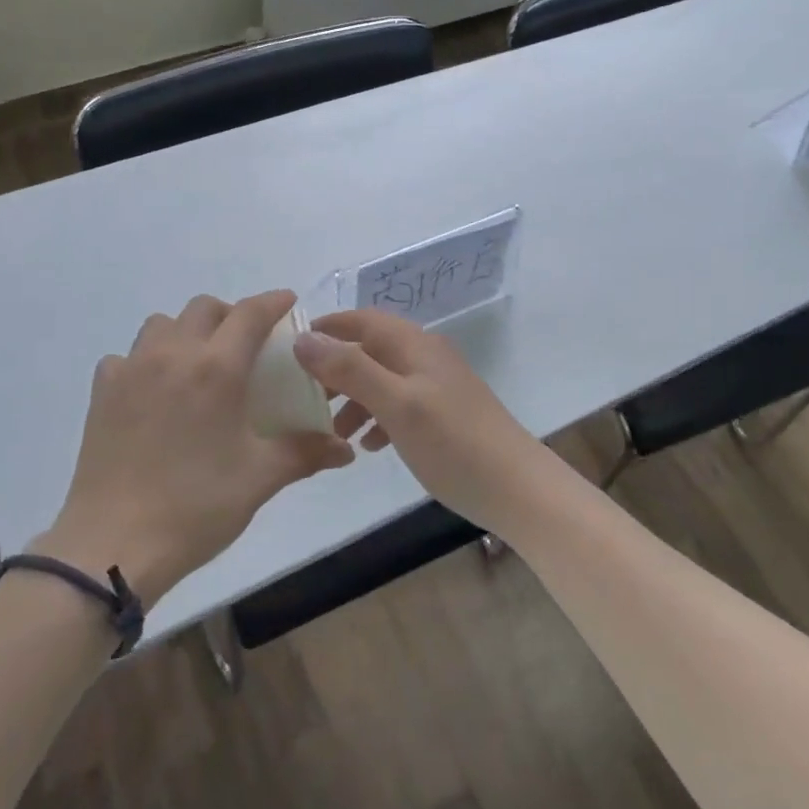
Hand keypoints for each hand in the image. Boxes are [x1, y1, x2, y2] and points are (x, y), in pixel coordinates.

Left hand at [40, 291, 353, 607]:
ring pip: (163, 324)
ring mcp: (132, 369)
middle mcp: (173, 354)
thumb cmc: (196, 507)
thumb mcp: (260, 478)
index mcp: (217, 368)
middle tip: (246, 346)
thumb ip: (306, 452)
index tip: (289, 302)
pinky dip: (146, 361)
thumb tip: (346, 449)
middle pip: (205, 308)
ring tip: (199, 364)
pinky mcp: (102, 392)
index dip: (274, 301)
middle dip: (231, 315)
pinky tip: (154, 392)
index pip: (251, 313)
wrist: (114, 545)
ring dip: (187, 331)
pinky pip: (127, 356)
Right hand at [291, 310, 551, 532]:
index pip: (362, 319)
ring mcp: (437, 386)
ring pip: (382, 380)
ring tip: (332, 430)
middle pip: (370, 349)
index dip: (328, 327)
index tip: (291, 348)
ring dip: (354, 398)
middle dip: (336, 368)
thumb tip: (303, 339)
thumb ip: (351, 369)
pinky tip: (369, 446)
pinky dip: (378, 418)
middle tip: (303, 396)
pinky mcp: (443, 415)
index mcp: (414, 345)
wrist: (517, 489)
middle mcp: (425, 357)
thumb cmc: (453, 442)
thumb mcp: (397, 404)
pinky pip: (399, 405)